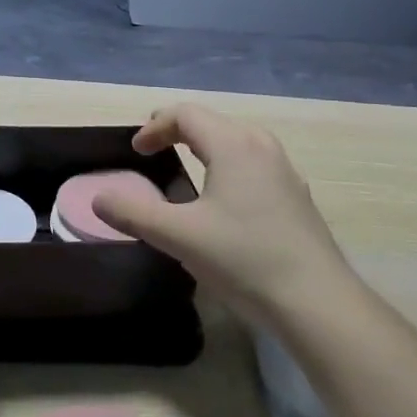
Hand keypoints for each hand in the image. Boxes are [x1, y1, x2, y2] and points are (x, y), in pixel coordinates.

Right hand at [92, 105, 351, 331]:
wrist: (318, 302)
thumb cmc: (244, 259)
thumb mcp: (179, 236)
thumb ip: (133, 213)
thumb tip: (98, 197)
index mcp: (232, 144)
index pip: (186, 114)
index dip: (155, 126)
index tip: (136, 150)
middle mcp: (261, 146)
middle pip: (212, 121)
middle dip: (178, 130)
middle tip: (154, 149)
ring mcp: (284, 170)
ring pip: (236, 140)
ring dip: (205, 146)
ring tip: (186, 168)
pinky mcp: (296, 195)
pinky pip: (253, 163)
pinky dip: (228, 164)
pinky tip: (225, 199)